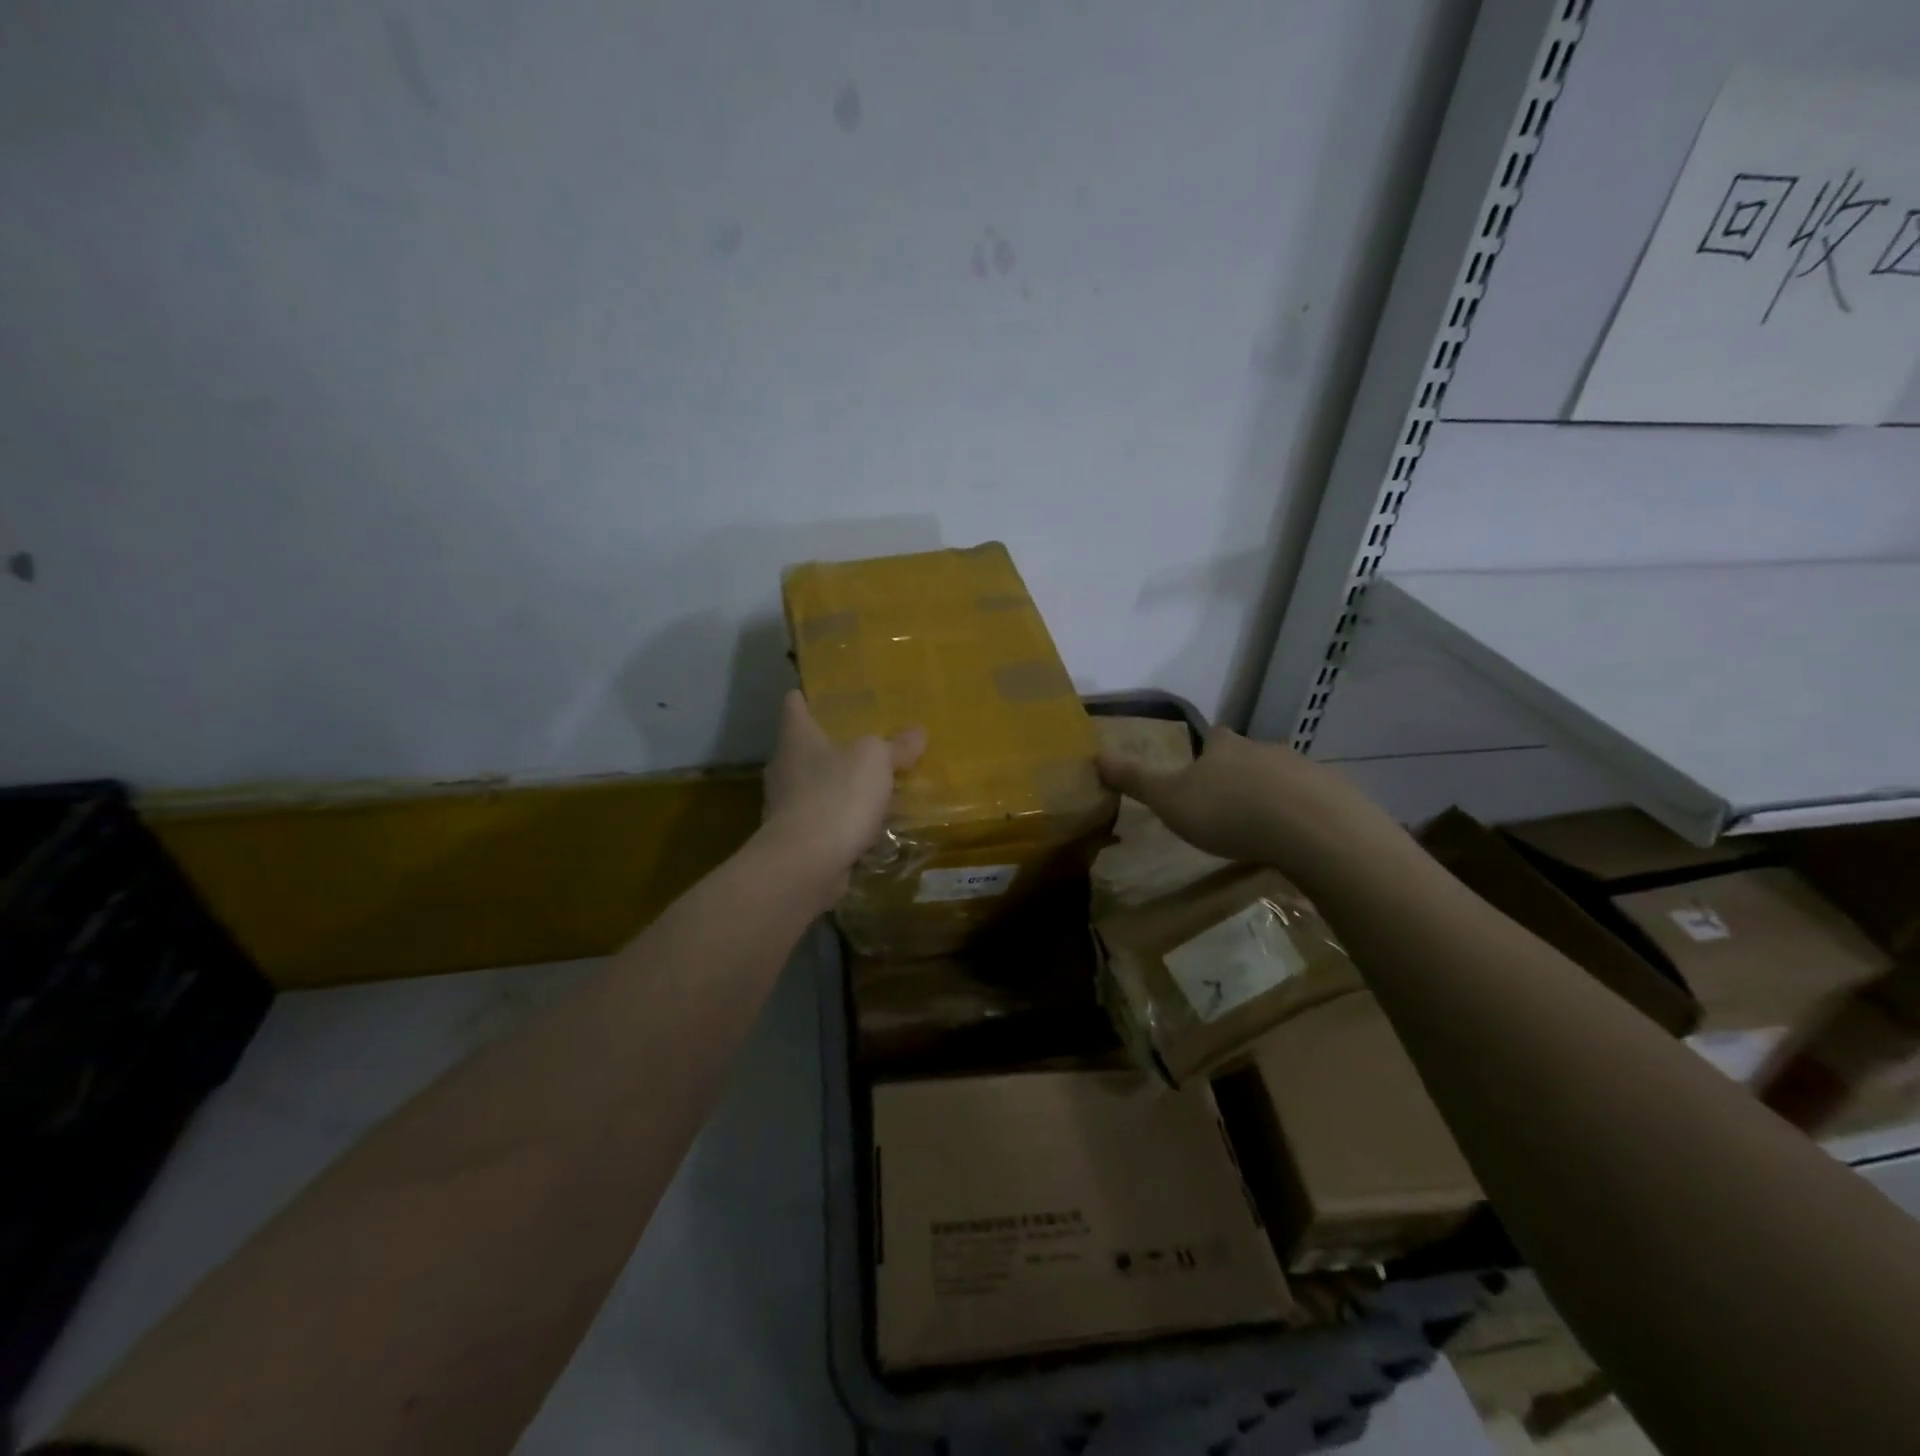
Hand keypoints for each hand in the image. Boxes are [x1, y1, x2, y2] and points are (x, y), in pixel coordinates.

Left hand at [761, 690, 925, 895]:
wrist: (805, 864)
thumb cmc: (836, 796)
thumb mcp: (876, 761)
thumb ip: (896, 746)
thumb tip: (918, 731)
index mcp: (796, 738)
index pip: (793, 705)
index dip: (805, 696)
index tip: (817, 693)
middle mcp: (784, 767)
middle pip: (802, 747)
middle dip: (827, 744)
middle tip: (859, 740)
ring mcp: (785, 806)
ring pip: (811, 785)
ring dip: (834, 785)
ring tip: (867, 784)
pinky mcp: (794, 839)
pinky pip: (820, 820)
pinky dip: (838, 820)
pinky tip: (863, 824)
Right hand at [1096, 726, 1395, 874]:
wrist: (1314, 832)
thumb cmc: (1230, 813)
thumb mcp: (1170, 800)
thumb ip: (1135, 779)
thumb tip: (1095, 754)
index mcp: (1226, 748)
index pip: (1214, 738)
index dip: (1207, 751)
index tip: (1200, 771)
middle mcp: (1266, 750)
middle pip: (1249, 757)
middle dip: (1240, 776)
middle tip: (1229, 808)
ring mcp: (1306, 770)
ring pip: (1283, 779)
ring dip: (1273, 796)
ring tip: (1263, 829)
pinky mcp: (1337, 797)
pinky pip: (1314, 803)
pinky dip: (1303, 817)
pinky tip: (1299, 842)